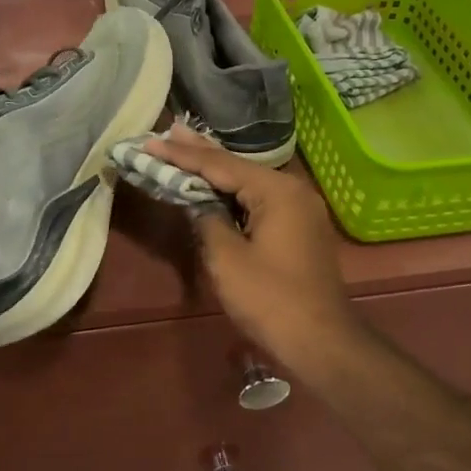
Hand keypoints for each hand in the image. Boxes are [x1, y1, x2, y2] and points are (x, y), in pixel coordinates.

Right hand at [143, 132, 361, 379]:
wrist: (320, 341)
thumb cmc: (269, 299)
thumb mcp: (226, 258)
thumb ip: (207, 219)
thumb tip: (197, 202)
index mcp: (277, 191)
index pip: (220, 165)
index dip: (182, 155)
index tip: (150, 142)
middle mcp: (293, 190)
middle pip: (237, 166)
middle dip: (200, 151)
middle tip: (168, 130)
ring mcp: (300, 209)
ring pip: (248, 182)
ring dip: (216, 170)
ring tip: (183, 147)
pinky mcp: (299, 227)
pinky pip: (259, 199)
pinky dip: (233, 192)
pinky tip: (214, 184)